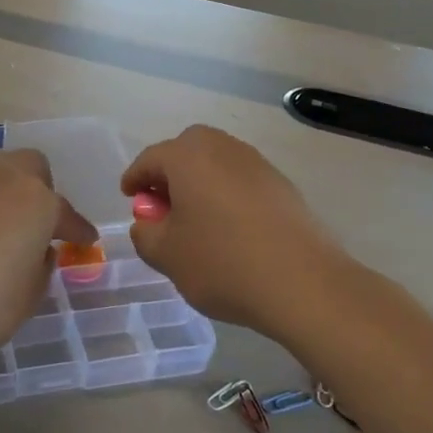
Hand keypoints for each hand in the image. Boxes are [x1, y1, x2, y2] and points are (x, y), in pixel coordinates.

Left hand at [0, 150, 96, 358]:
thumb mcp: (25, 301)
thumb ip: (40, 270)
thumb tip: (38, 252)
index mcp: (37, 201)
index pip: (66, 214)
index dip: (77, 231)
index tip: (85, 242)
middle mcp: (1, 177)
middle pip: (31, 168)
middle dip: (41, 191)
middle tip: (37, 225)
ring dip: (4, 193)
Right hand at [121, 125, 352, 341]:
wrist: (303, 283)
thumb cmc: (222, 263)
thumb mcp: (166, 255)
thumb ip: (145, 233)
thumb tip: (148, 223)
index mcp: (188, 157)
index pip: (150, 159)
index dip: (135, 178)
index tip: (130, 197)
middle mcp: (224, 149)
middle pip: (187, 150)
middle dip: (170, 172)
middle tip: (162, 204)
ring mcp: (258, 164)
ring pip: (217, 163)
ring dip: (200, 182)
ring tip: (195, 218)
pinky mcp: (283, 186)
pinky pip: (242, 180)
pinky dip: (227, 195)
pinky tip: (229, 228)